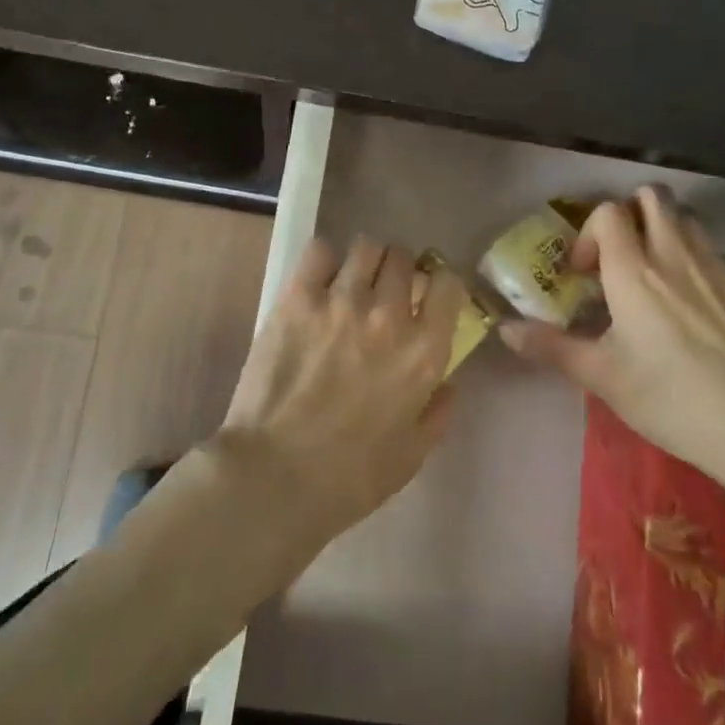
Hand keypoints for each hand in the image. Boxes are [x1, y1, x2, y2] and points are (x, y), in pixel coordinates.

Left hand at [216, 236, 464, 551]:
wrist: (275, 476)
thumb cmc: (350, 477)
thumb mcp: (412, 455)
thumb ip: (438, 412)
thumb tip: (448, 382)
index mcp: (424, 352)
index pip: (449, 284)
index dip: (440, 284)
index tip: (428, 295)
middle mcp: (389, 315)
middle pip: (404, 258)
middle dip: (399, 270)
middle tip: (384, 291)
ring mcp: (341, 301)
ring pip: (366, 247)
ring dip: (365, 261)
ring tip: (351, 281)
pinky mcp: (297, 297)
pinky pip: (320, 251)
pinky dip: (325, 260)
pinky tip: (318, 282)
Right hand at [501, 186, 724, 485]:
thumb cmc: (672, 400)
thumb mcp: (603, 378)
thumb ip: (552, 347)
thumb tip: (505, 329)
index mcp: (634, 271)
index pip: (608, 212)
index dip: (591, 233)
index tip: (587, 274)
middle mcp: (676, 255)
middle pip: (653, 196)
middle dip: (632, 213)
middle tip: (623, 256)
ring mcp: (721, 268)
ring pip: (690, 221)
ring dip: (668, 234)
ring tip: (661, 278)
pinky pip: (721, 259)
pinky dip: (703, 269)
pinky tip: (705, 314)